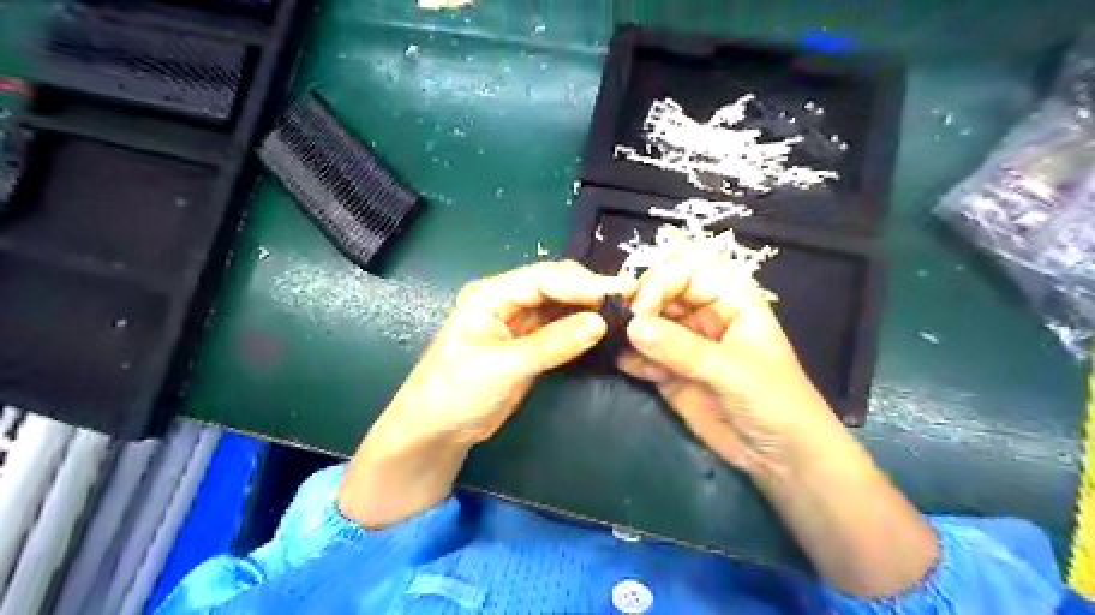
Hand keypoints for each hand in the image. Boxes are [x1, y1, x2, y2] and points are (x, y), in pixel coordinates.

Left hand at [341, 262, 632, 525]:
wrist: (435, 432)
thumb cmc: (457, 393)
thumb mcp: (506, 367)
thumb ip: (553, 344)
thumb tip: (599, 322)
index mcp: (490, 295)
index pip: (543, 278)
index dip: (583, 283)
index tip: (621, 290)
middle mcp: (504, 301)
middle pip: (554, 286)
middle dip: (589, 291)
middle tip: (629, 298)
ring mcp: (516, 323)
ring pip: (558, 306)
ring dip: (586, 308)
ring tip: (623, 311)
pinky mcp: (525, 344)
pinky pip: (557, 329)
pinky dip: (579, 329)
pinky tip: (601, 329)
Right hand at [614, 250, 840, 478]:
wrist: (781, 457)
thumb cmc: (775, 402)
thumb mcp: (733, 371)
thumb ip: (683, 349)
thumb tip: (633, 327)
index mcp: (731, 301)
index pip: (689, 271)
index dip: (662, 281)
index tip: (641, 308)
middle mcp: (705, 316)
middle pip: (663, 292)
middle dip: (641, 304)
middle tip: (621, 324)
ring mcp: (685, 345)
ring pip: (650, 323)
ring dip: (631, 330)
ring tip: (614, 342)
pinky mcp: (671, 373)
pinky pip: (644, 356)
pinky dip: (632, 358)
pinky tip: (625, 366)